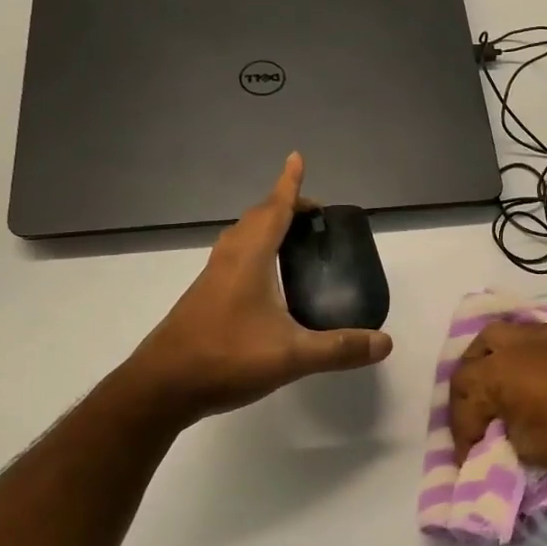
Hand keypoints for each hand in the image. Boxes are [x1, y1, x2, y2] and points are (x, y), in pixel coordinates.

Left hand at [127, 153, 392, 420]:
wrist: (161, 387)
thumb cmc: (225, 358)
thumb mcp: (291, 356)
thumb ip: (339, 348)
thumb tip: (385, 342)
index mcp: (250, 259)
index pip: (274, 210)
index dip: (289, 185)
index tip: (296, 158)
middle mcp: (229, 260)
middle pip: (257, 219)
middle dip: (284, 206)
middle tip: (313, 214)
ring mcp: (213, 279)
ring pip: (242, 238)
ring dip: (266, 227)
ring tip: (292, 237)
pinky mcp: (205, 298)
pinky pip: (235, 258)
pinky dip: (256, 251)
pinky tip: (267, 280)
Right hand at [448, 321, 546, 467]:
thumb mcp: (527, 450)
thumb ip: (503, 442)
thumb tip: (501, 438)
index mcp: (490, 376)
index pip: (463, 410)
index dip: (463, 439)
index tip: (469, 462)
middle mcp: (506, 348)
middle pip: (469, 365)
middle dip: (464, 396)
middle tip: (473, 422)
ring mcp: (534, 336)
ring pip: (494, 338)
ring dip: (484, 361)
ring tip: (491, 384)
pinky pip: (524, 337)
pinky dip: (514, 353)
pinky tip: (524, 370)